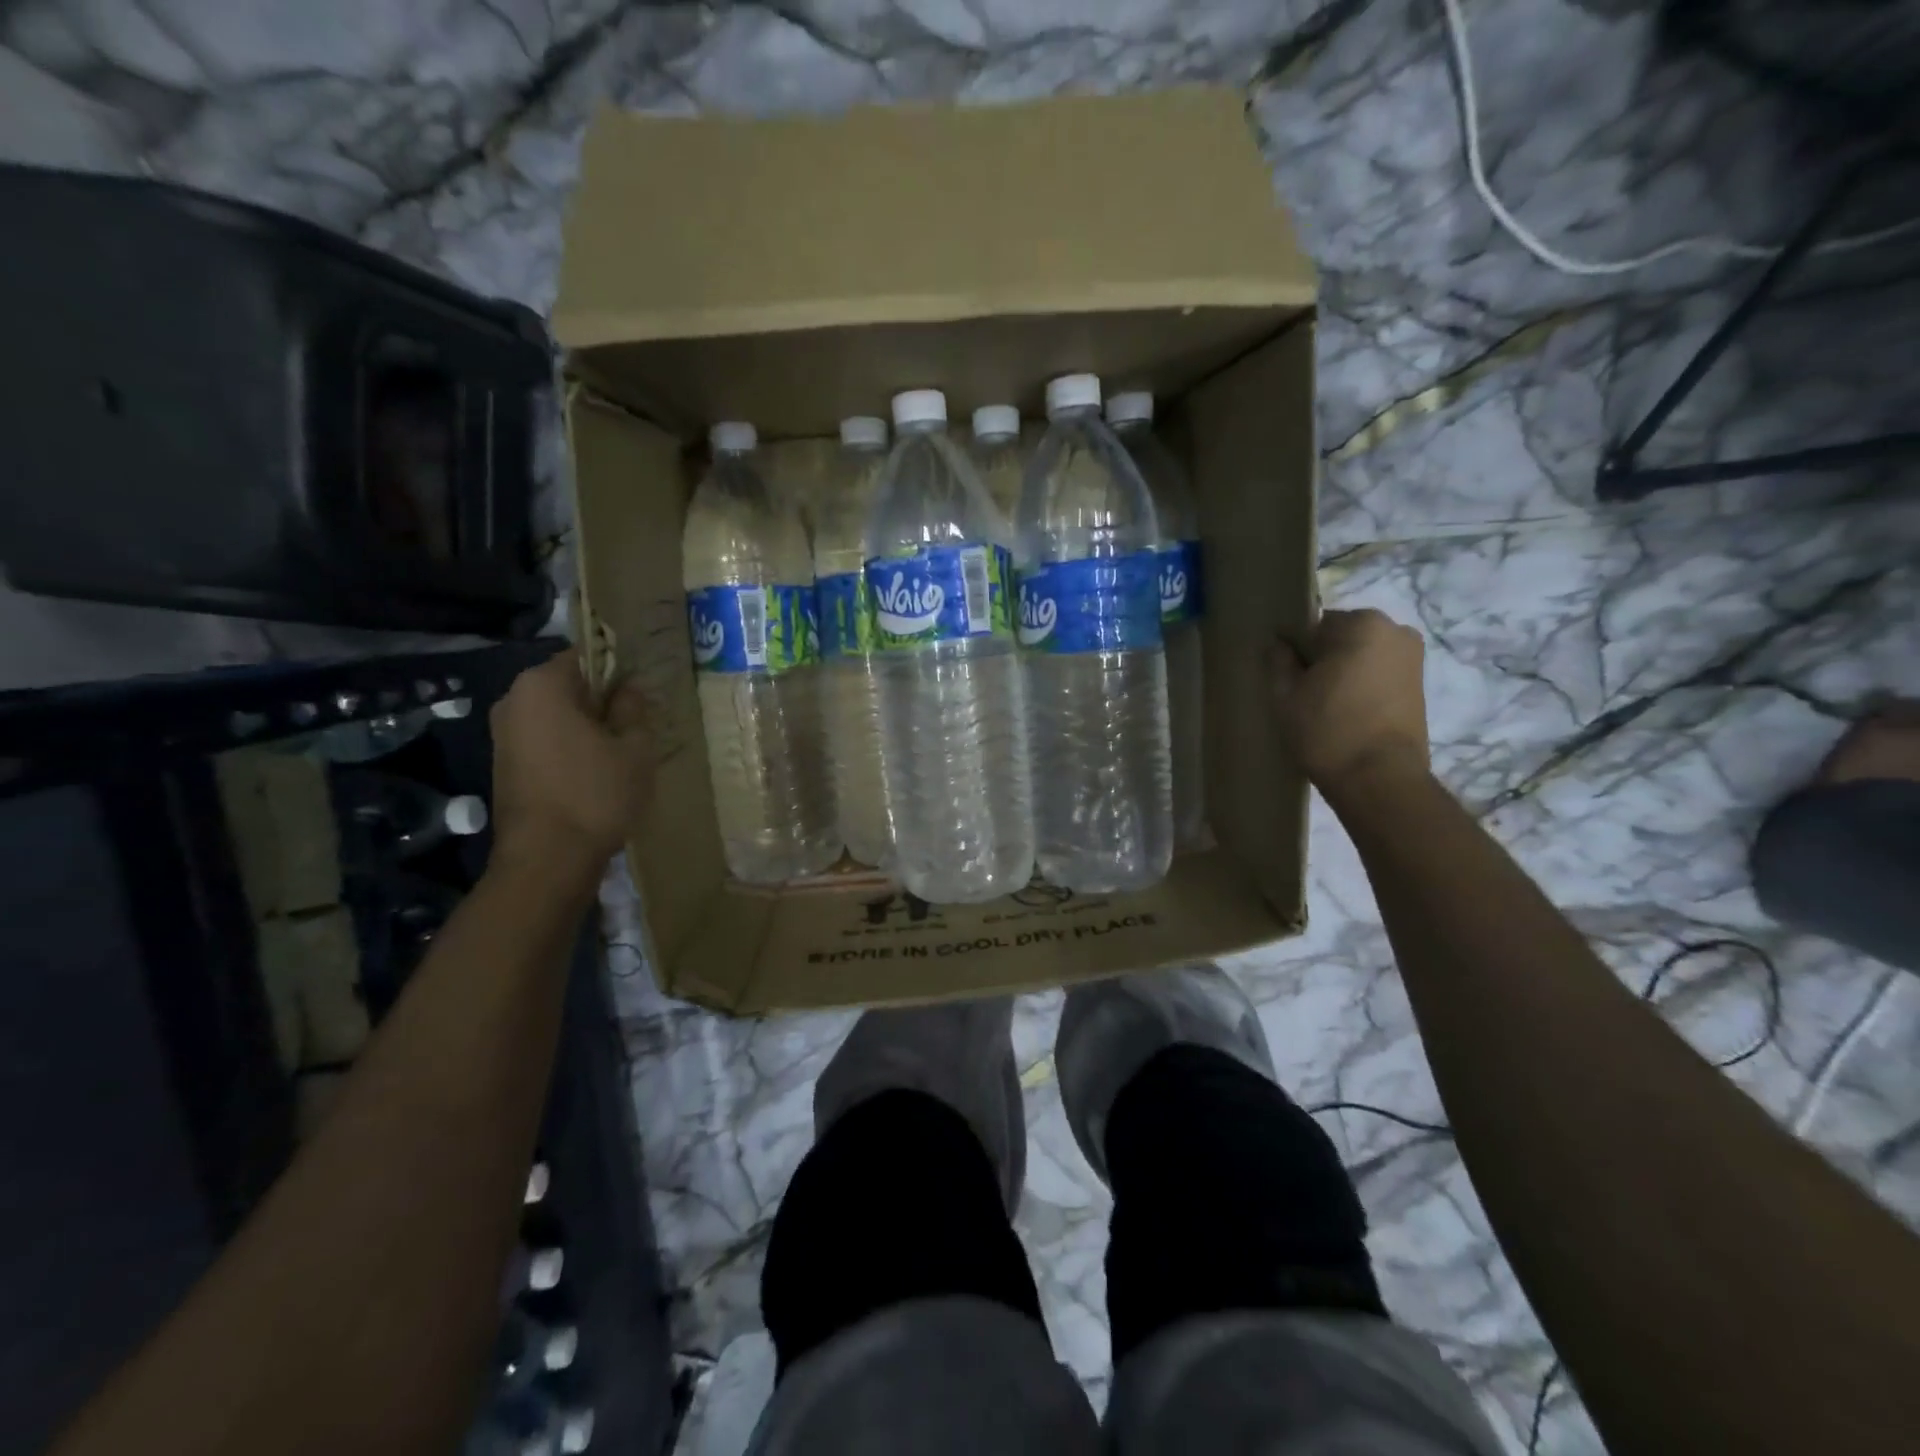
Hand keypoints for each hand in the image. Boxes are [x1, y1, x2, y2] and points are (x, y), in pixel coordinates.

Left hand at [488, 653, 652, 872]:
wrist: (548, 859)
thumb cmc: (596, 793)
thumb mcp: (634, 747)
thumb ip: (633, 709)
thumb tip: (629, 688)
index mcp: (541, 685)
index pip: (585, 656)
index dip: (618, 670)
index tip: (642, 694)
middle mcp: (513, 701)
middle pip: (568, 687)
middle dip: (602, 701)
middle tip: (637, 725)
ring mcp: (503, 735)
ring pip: (557, 717)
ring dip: (587, 727)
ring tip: (620, 752)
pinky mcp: (505, 766)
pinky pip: (546, 741)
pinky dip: (571, 748)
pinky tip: (596, 773)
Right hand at [1271, 609, 1429, 791]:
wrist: (1378, 779)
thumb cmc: (1327, 730)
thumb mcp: (1286, 695)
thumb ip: (1278, 661)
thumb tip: (1278, 644)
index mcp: (1361, 623)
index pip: (1313, 626)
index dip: (1294, 651)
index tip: (1286, 677)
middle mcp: (1394, 630)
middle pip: (1340, 637)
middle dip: (1322, 658)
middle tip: (1304, 693)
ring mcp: (1412, 657)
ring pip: (1360, 655)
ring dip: (1342, 672)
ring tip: (1325, 706)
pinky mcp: (1420, 684)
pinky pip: (1378, 672)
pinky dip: (1361, 685)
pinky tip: (1347, 713)